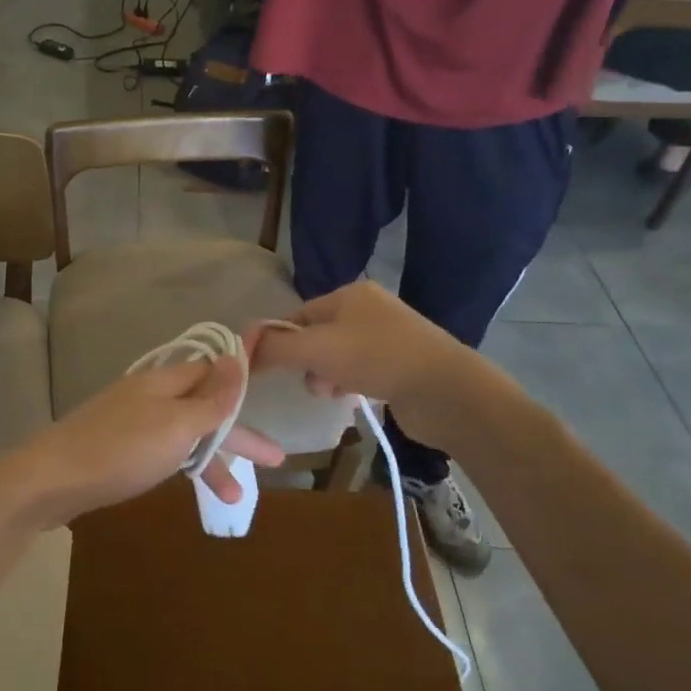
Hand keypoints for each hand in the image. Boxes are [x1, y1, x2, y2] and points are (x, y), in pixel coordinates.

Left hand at [0, 359, 284, 530]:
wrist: (52, 478)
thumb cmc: (122, 450)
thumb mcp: (176, 425)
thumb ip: (210, 398)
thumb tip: (235, 357)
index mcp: (164, 382)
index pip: (211, 373)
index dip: (241, 383)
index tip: (269, 393)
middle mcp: (148, 395)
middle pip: (202, 407)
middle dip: (237, 434)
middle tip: (275, 461)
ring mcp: (129, 421)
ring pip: (183, 434)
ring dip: (212, 460)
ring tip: (234, 497)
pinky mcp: (116, 447)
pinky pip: (162, 450)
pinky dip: (182, 466)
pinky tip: (189, 484)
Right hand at [248, 283, 494, 451]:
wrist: (446, 391)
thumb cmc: (377, 358)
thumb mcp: (316, 349)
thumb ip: (275, 347)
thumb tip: (243, 346)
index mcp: (350, 293)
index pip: (298, 314)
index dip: (279, 340)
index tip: (266, 367)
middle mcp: (369, 309)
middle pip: (316, 335)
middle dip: (306, 361)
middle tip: (310, 381)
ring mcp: (388, 337)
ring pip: (337, 356)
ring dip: (326, 376)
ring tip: (332, 392)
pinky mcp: (401, 364)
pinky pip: (359, 370)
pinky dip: (349, 383)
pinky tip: (352, 396)